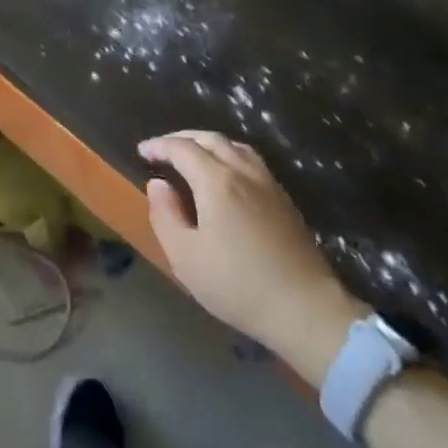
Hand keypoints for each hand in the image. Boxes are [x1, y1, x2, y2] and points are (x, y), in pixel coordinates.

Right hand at [141, 131, 363, 380]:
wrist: (305, 308)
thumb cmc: (237, 285)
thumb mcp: (185, 257)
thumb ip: (165, 214)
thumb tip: (158, 184)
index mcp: (216, 181)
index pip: (182, 148)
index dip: (159, 146)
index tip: (142, 151)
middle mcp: (243, 172)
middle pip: (210, 139)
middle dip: (182, 138)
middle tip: (162, 149)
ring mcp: (268, 183)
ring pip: (235, 146)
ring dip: (208, 143)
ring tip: (193, 156)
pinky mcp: (284, 199)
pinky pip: (251, 161)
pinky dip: (229, 155)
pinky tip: (226, 174)